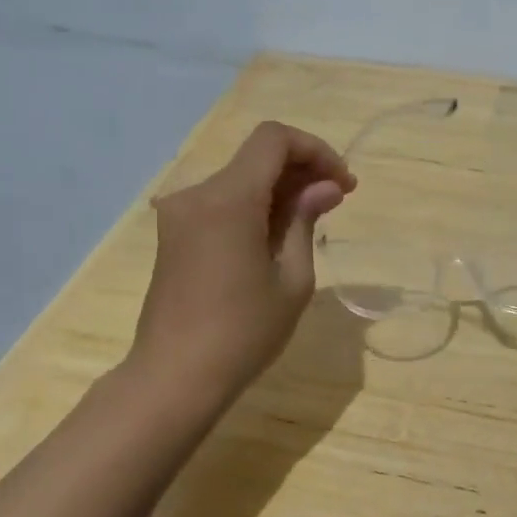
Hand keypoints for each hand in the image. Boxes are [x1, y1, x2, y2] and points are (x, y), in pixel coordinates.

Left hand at [132, 121, 355, 400]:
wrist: (174, 377)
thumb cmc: (243, 333)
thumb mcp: (292, 278)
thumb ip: (305, 221)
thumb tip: (326, 188)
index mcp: (228, 199)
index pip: (274, 139)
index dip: (315, 150)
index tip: (342, 183)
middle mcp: (197, 194)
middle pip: (256, 157)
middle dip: (301, 170)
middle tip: (337, 200)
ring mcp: (179, 213)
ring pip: (239, 179)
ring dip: (279, 188)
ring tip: (312, 221)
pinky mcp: (174, 234)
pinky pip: (221, 202)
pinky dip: (254, 206)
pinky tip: (276, 235)